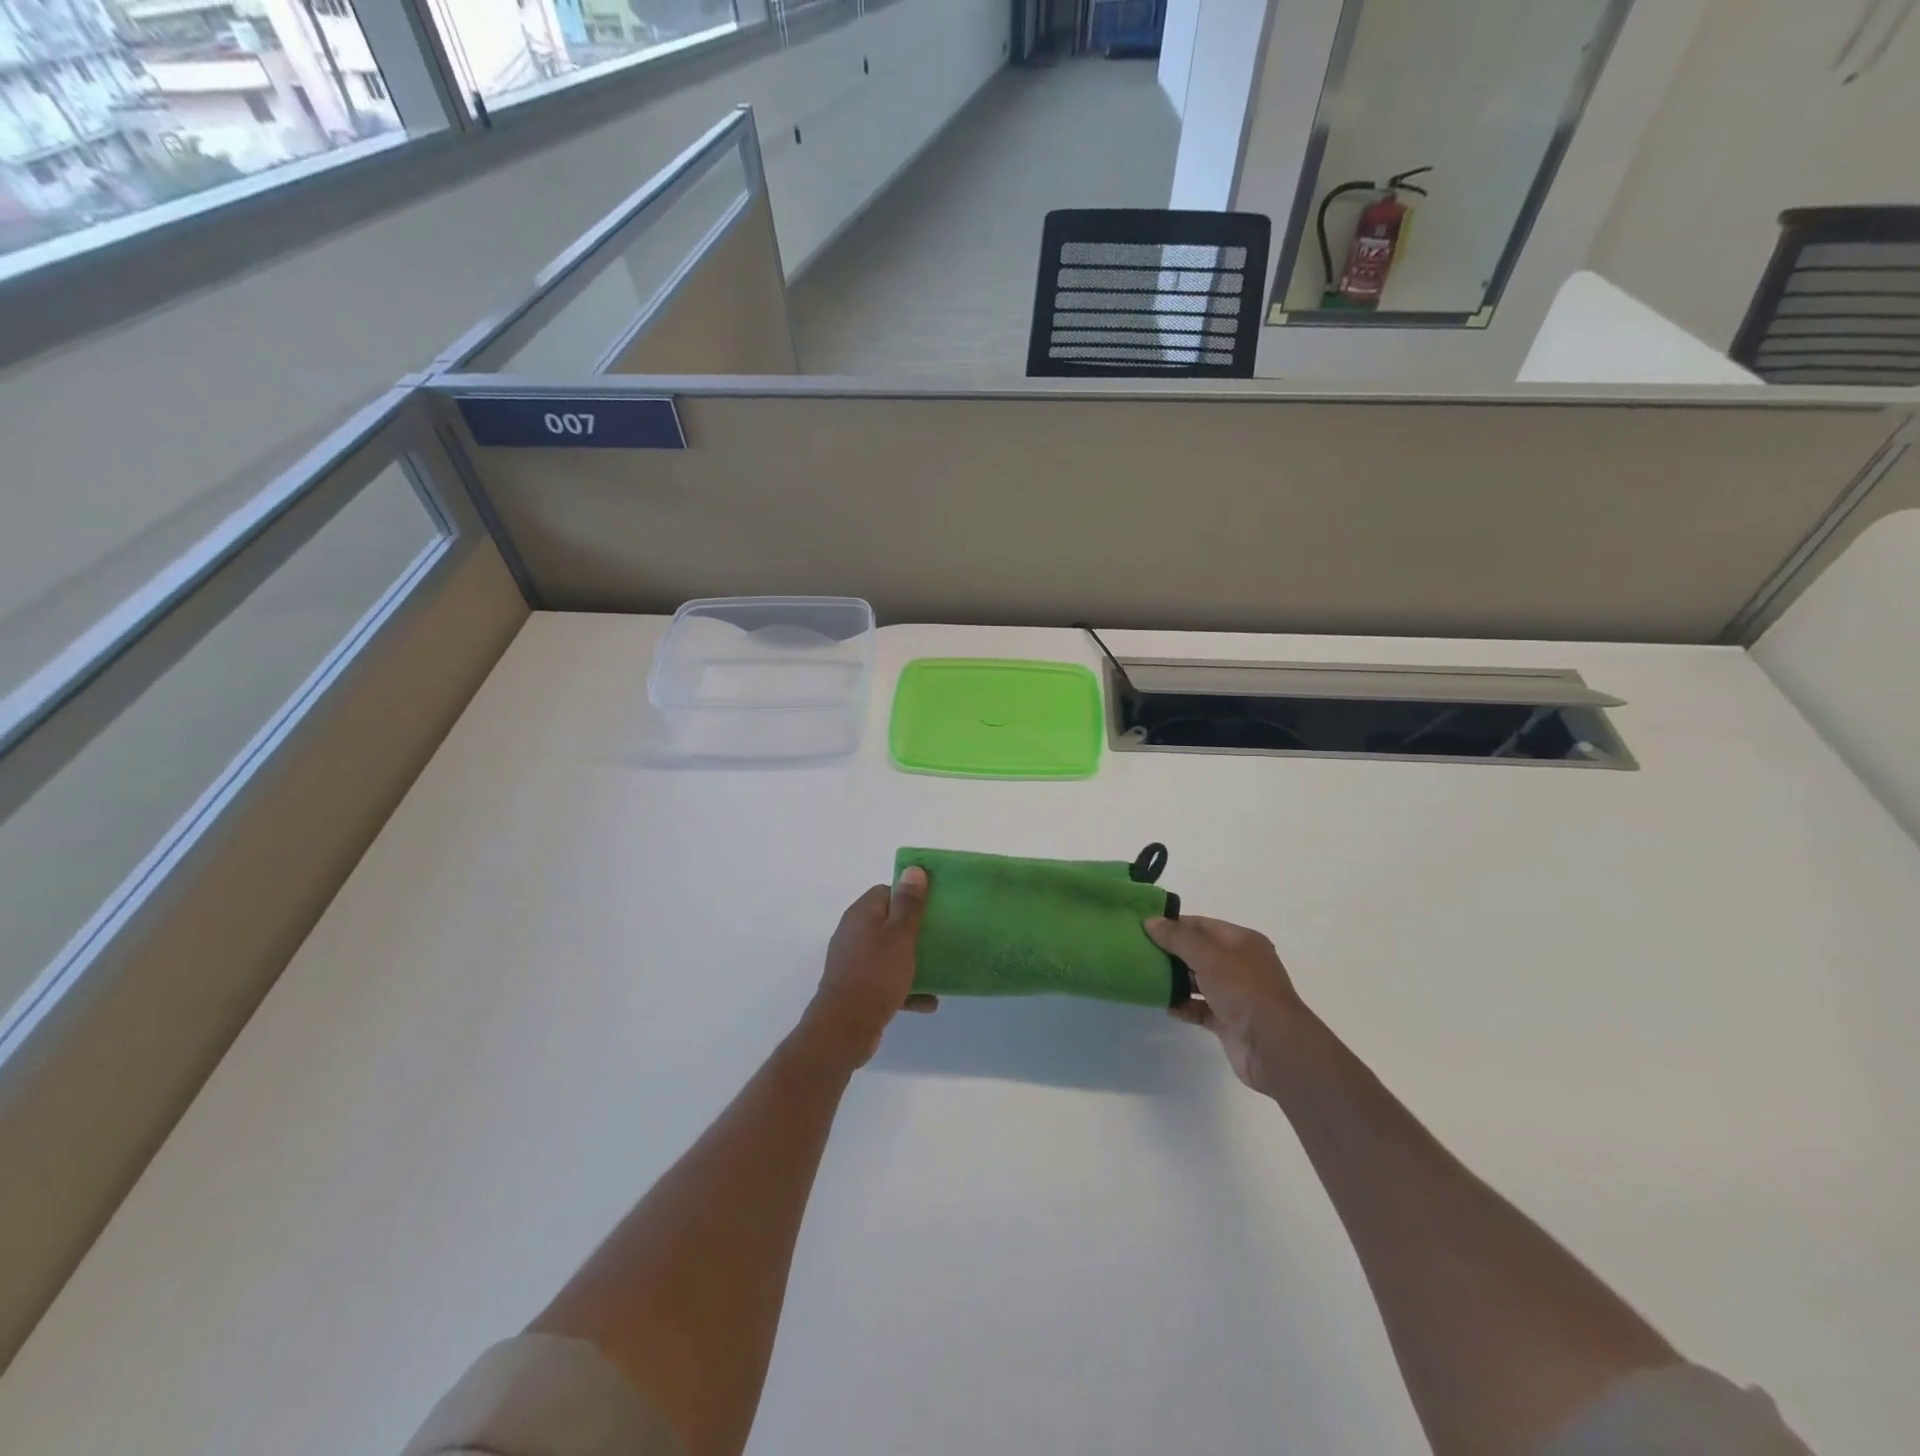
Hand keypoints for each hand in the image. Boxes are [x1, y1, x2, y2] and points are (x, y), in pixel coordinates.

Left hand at [802, 868, 936, 1069]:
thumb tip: (913, 868)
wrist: (844, 1029)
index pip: (887, 891)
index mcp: (861, 914)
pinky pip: (887, 980)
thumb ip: (908, 904)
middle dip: (914, 929)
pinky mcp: (858, 988)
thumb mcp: (899, 936)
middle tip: (939, 935)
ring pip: (889, 953)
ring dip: (912, 960)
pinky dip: (906, 987)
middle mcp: (854, 933)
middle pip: (888, 922)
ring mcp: (854, 962)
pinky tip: (929, 1001)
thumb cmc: (876, 975)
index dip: (910, 896)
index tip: (934, 907)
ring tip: (939, 967)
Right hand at [1146, 915, 1309, 1094]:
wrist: (1272, 1046)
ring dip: (1174, 978)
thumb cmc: (1243, 989)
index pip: (1202, 925)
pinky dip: (1181, 1004)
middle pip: (1199, 952)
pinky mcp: (1227, 1021)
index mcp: (1242, 942)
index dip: (1175, 924)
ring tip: (1143, 974)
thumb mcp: (1208, 955)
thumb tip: (1150, 921)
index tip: (1144, 926)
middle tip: (1138, 950)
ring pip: (1197, 980)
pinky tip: (1159, 1002)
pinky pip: (1198, 1007)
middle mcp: (1240, 965)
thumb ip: (1177, 938)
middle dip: (1171, 951)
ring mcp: (1234, 994)